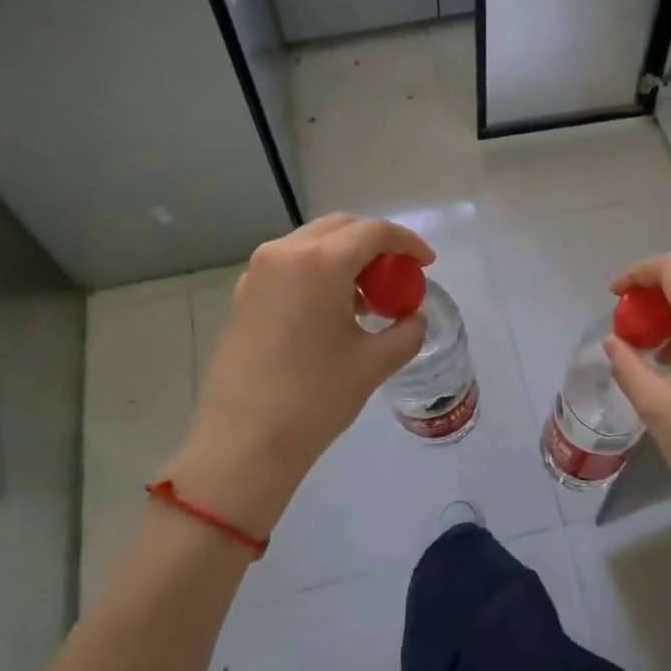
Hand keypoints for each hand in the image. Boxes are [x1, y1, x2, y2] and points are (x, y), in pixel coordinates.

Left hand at [165, 215, 434, 535]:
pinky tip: (331, 311)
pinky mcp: (243, 295)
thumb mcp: (374, 363)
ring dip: (345, 258)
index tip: (426, 263)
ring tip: (366, 299)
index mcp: (320, 262)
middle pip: (340, 228)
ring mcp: (257, 273)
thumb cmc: (315, 398)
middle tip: (397, 276)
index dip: (407, 243)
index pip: (373, 232)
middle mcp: (284, 253)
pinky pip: (289, 266)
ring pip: (312, 244)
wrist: (244, 442)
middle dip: (375, 244)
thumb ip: (406, 332)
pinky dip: (317, 273)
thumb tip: (413, 318)